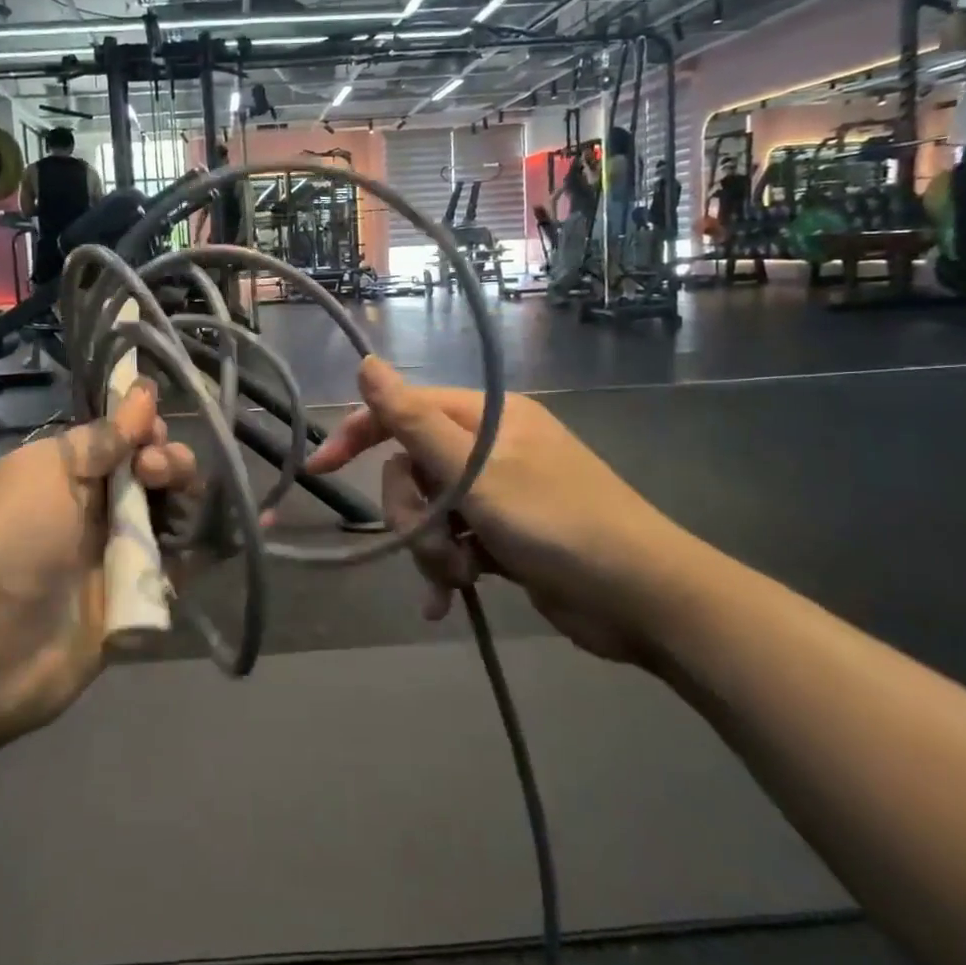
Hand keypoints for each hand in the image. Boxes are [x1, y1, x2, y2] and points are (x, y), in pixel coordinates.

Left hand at [0, 382, 196, 746]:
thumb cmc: (6, 543)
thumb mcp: (45, 472)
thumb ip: (102, 438)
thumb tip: (143, 392)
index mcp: (65, 472)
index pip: (122, 439)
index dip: (147, 431)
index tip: (154, 435)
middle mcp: (94, 509)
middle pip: (153, 475)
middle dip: (170, 464)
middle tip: (160, 475)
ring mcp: (116, 555)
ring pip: (171, 516)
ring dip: (189, 502)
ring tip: (183, 506)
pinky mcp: (136, 598)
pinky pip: (180, 566)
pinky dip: (208, 548)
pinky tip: (238, 530)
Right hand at [309, 357, 686, 662]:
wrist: (644, 600)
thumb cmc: (558, 523)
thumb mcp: (477, 471)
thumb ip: (415, 420)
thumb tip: (367, 362)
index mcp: (487, 418)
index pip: (405, 410)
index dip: (360, 434)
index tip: (321, 469)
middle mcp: (491, 447)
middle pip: (414, 468)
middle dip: (413, 513)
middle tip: (434, 545)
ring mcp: (499, 492)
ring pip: (431, 509)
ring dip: (432, 547)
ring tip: (457, 579)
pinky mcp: (506, 534)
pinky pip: (455, 541)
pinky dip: (447, 568)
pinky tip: (446, 602)